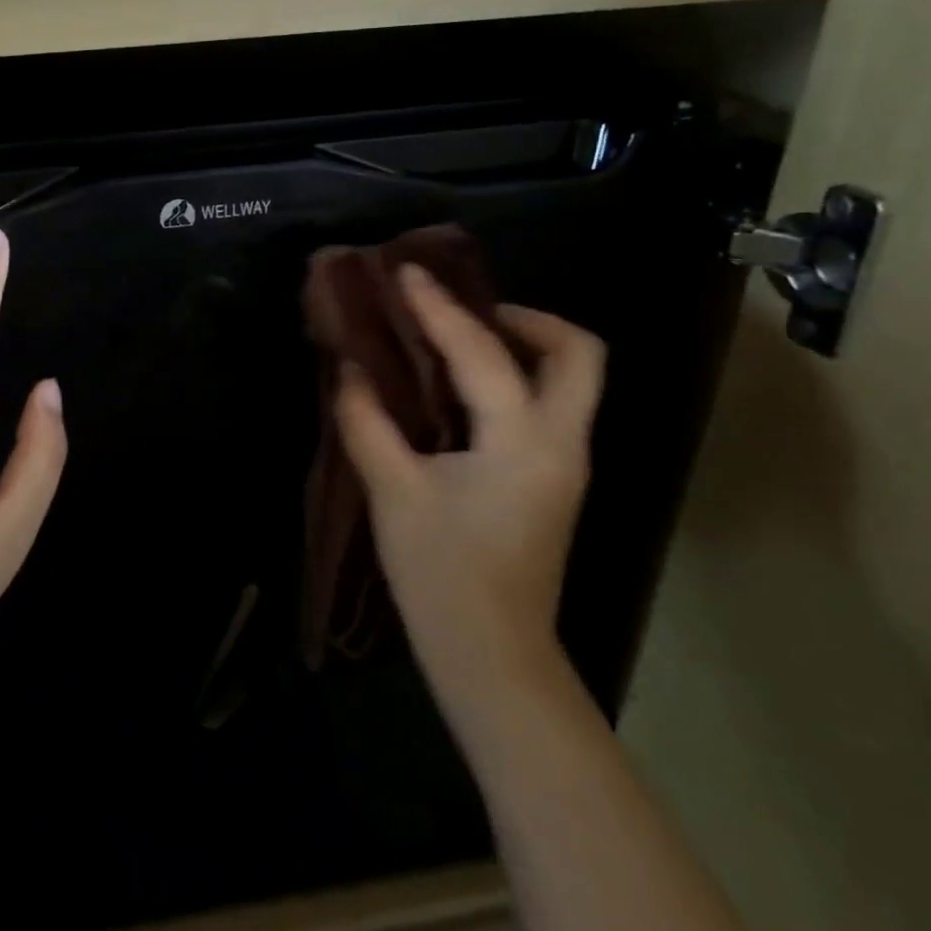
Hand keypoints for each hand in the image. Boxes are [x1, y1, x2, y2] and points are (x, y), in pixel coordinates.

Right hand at [335, 265, 605, 693]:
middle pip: (578, 354)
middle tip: (465, 311)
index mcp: (523, 441)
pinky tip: (461, 387)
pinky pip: (547, 406)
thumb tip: (351, 371)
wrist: (492, 657)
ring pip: (570, 380)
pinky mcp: (552, 481)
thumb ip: (368, 422)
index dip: (439, 307)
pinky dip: (513, 378)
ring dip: (523, 345)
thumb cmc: (441, 575)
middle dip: (527, 318)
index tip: (407, 273)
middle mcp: (562, 443)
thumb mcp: (393, 492)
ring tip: (457, 337)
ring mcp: (565, 464)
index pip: (483, 352)